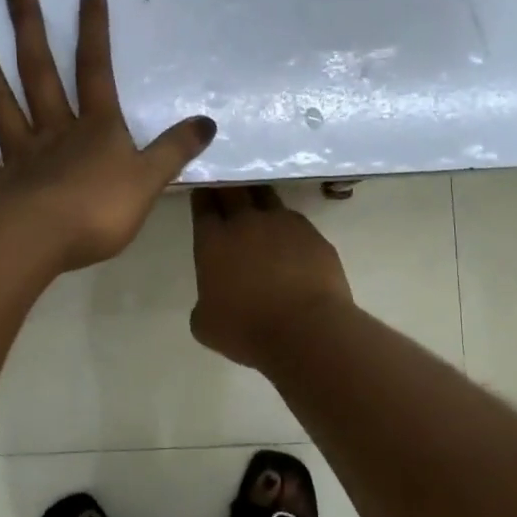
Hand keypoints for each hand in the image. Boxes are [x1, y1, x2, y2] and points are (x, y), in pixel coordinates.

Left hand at [0, 0, 216, 272]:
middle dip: (29, 28)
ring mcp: (18, 155)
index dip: (94, 31)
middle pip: (38, 72)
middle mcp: (53, 131)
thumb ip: (174, 150)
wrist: (42, 244)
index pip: (96, 70)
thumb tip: (207, 122)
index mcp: (94, 129)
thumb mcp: (149, 180)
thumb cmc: (99, 211)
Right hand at [189, 186, 354, 369]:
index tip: (204, 191)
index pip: (204, 204)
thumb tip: (214, 297)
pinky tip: (290, 241)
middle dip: (228, 186)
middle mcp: (246, 222)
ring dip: (258, 198)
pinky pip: (296, 221)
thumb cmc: (247, 330)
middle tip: (227, 188)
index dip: (203, 195)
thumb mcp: (206, 325)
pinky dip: (288, 227)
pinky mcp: (314, 234)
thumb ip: (204, 302)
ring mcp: (283, 223)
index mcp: (214, 240)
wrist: (307, 330)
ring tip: (258, 208)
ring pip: (267, 196)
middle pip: (233, 189)